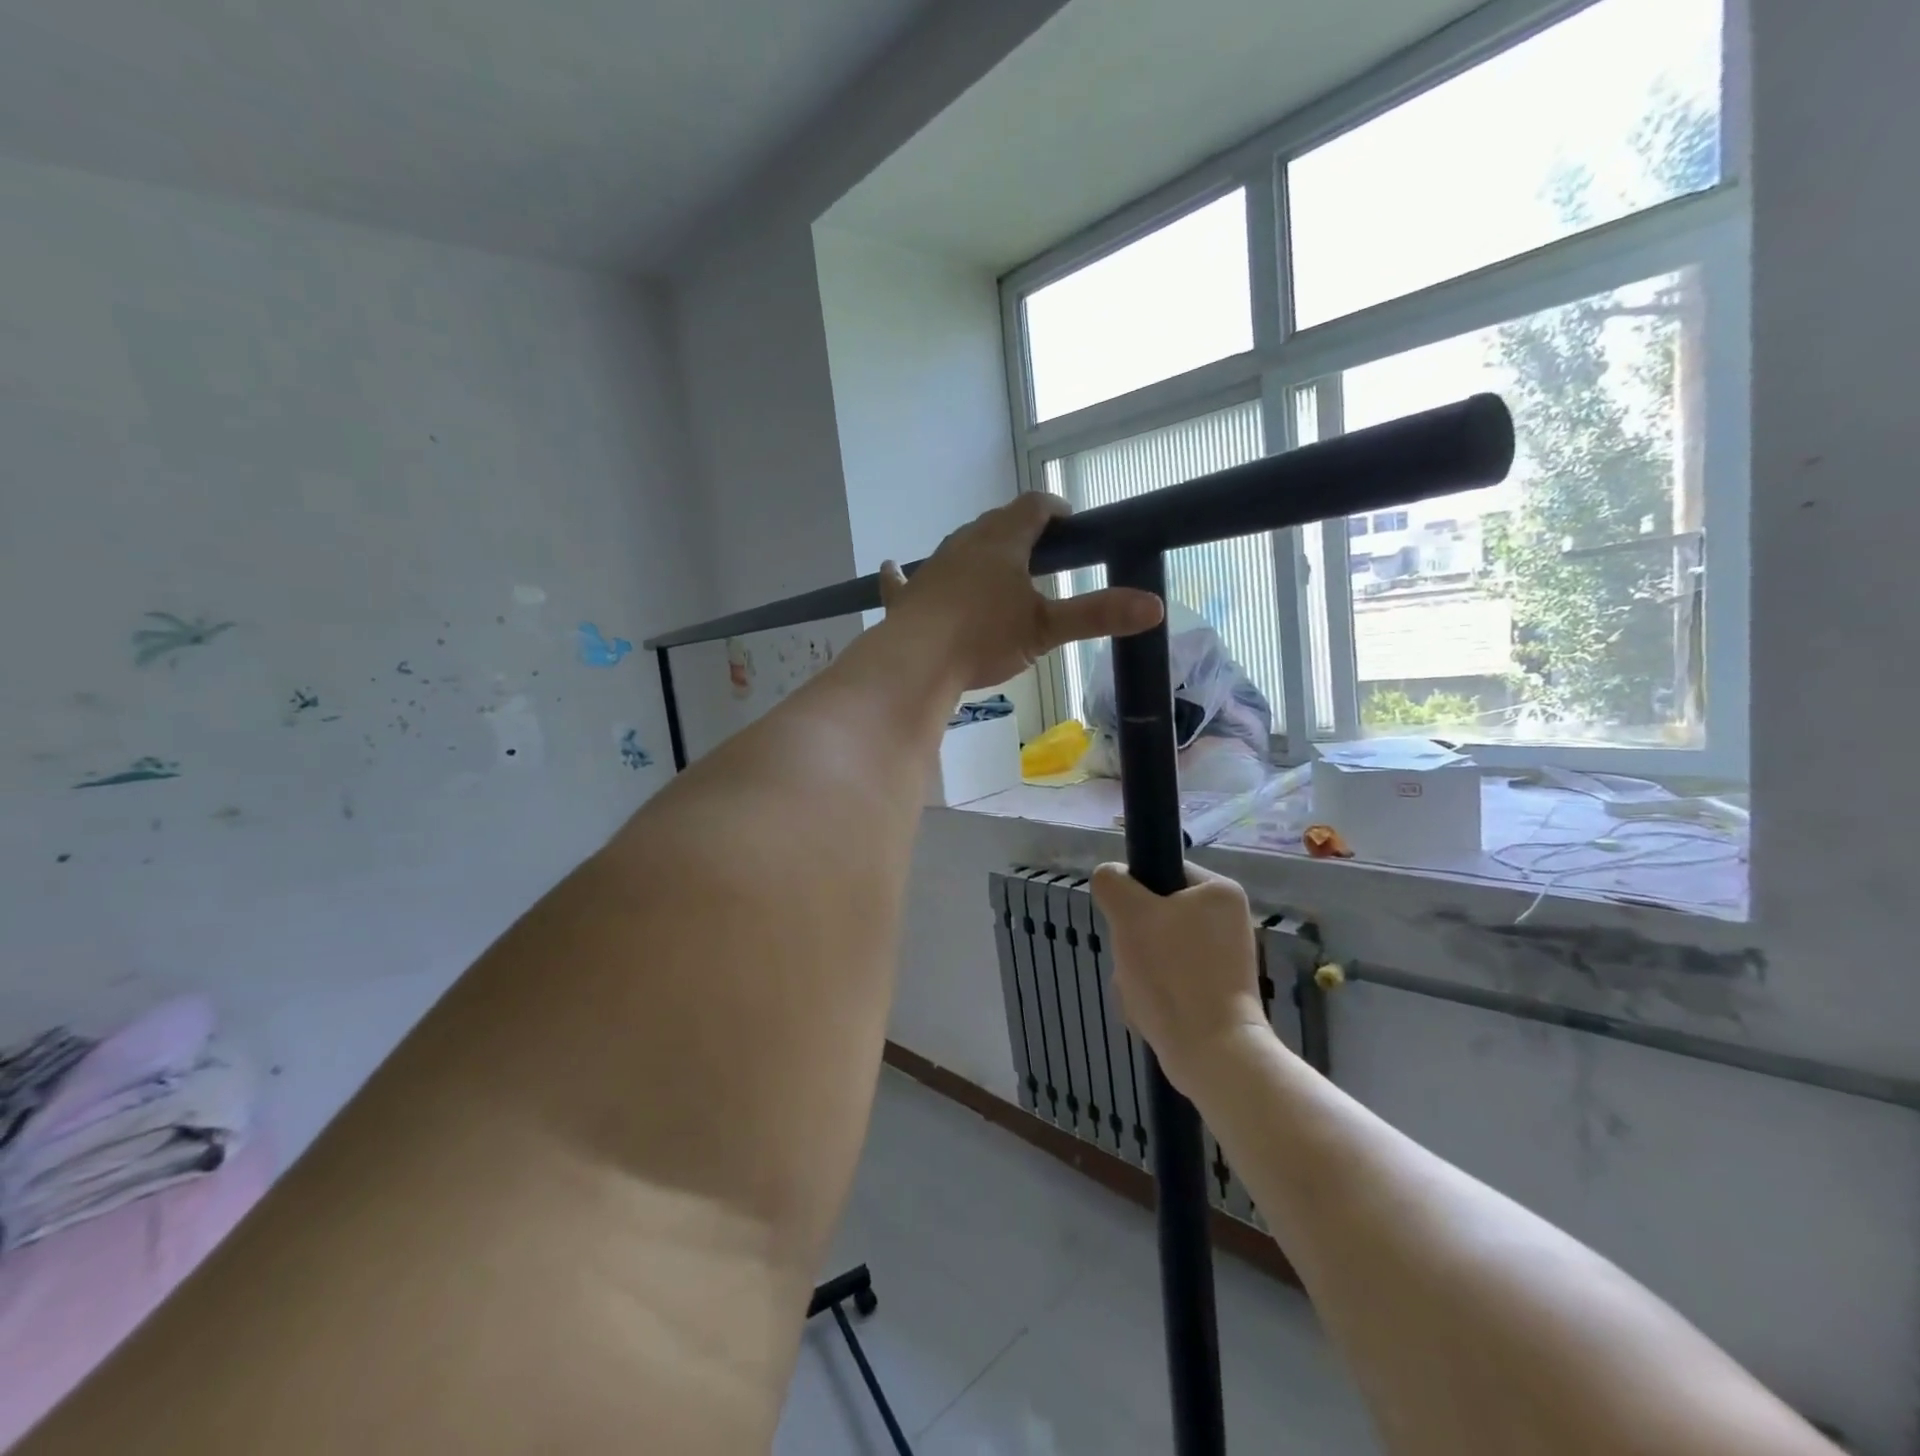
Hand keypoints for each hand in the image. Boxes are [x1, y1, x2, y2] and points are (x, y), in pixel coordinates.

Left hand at [879, 494, 1162, 691]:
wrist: (918, 661)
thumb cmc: (985, 637)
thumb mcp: (1047, 629)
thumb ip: (1098, 615)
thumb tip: (1155, 606)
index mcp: (1002, 542)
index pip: (1033, 507)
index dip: (1053, 509)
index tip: (1069, 522)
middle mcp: (964, 545)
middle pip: (995, 523)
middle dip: (1018, 529)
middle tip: (1039, 549)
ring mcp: (931, 569)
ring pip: (957, 547)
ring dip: (976, 550)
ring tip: (992, 563)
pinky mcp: (907, 597)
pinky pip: (902, 580)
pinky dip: (901, 575)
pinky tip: (892, 567)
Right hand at [1090, 862, 1274, 1097]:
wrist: (1212, 1054)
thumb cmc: (1173, 974)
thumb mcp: (1129, 914)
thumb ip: (1112, 883)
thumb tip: (1110, 877)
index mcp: (1220, 892)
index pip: (1162, 872)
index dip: (1135, 894)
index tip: (1126, 921)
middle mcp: (1229, 921)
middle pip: (1155, 915)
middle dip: (1133, 941)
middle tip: (1132, 961)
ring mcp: (1225, 961)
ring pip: (1157, 950)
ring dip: (1137, 970)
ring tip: (1139, 992)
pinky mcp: (1218, 994)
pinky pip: (1170, 980)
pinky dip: (1153, 993)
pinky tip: (1148, 1011)